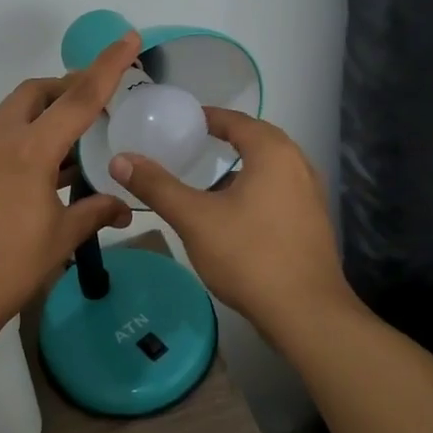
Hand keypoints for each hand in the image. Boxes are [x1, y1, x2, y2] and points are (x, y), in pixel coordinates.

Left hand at [0, 32, 140, 335]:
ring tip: (72, 140)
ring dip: (43, 113)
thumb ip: (94, 213)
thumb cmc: (9, 267)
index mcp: (30, 149)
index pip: (79, 98)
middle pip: (36, 92)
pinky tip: (40, 169)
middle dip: (66, 87)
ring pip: (14, 112)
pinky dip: (24, 136)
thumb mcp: (60, 239)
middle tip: (95, 100)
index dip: (107, 66)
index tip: (128, 38)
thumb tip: (123, 207)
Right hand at [108, 110, 357, 342]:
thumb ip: (156, 186)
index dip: (208, 117)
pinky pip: (279, 190)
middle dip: (225, 138)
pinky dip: (255, 188)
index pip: (237, 120)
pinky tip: (233, 212)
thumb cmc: (249, 256)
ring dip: (241, 165)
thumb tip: (120, 159)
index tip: (182, 121)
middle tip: (192, 143)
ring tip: (208, 176)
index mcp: (273, 153)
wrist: (307, 314)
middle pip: (257, 139)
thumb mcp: (194, 219)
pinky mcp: (313, 223)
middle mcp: (298, 165)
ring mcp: (311, 195)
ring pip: (270, 167)